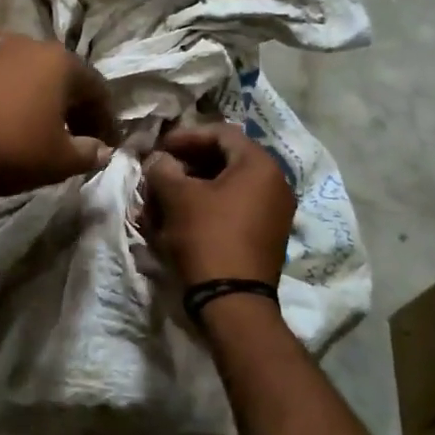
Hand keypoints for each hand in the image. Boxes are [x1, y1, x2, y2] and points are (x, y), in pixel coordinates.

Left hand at [0, 35, 116, 196]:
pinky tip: (0, 127)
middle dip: (72, 109)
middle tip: (76, 139)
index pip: (96, 89)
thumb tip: (102, 149)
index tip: (107, 144)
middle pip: (61, 78)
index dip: (106, 119)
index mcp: (58, 61)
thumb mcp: (58, 161)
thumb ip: (88, 153)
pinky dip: (6, 102)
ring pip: (26, 78)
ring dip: (38, 102)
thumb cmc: (8, 147)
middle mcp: (26, 46)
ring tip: (37, 133)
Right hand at [144, 122, 294, 287]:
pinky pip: (232, 210)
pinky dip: (205, 209)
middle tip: (159, 174)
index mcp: (260, 165)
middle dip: (186, 165)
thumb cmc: (206, 237)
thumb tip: (159, 160)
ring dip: (192, 189)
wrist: (232, 302)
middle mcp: (275, 184)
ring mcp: (273, 212)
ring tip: (162, 201)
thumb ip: (163, 168)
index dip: (186, 136)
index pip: (221, 133)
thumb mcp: (177, 197)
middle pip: (224, 160)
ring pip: (225, 188)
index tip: (159, 148)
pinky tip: (178, 221)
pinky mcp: (264, 237)